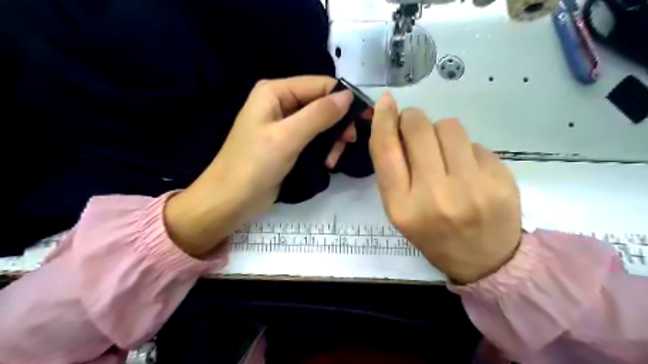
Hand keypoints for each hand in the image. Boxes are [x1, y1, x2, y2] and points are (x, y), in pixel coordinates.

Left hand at [164, 76, 353, 256]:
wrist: (230, 201)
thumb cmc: (254, 165)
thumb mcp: (288, 137)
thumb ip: (319, 114)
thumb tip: (349, 95)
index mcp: (275, 92)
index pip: (320, 85)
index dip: (344, 99)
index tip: (364, 119)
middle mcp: (280, 103)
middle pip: (321, 104)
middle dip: (337, 124)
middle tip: (348, 144)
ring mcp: (284, 125)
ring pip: (320, 123)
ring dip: (331, 141)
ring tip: (332, 161)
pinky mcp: (287, 144)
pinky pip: (313, 139)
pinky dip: (323, 150)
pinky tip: (326, 164)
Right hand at [370, 94, 518, 283]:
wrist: (485, 261)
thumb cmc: (433, 235)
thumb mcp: (401, 211)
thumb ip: (393, 171)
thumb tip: (393, 125)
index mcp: (402, 207)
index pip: (386, 150)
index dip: (383, 121)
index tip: (386, 102)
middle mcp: (434, 195)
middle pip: (418, 128)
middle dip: (413, 119)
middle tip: (415, 129)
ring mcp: (472, 187)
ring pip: (449, 126)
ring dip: (441, 132)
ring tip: (446, 154)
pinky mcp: (501, 180)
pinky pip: (475, 143)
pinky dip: (466, 150)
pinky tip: (470, 171)